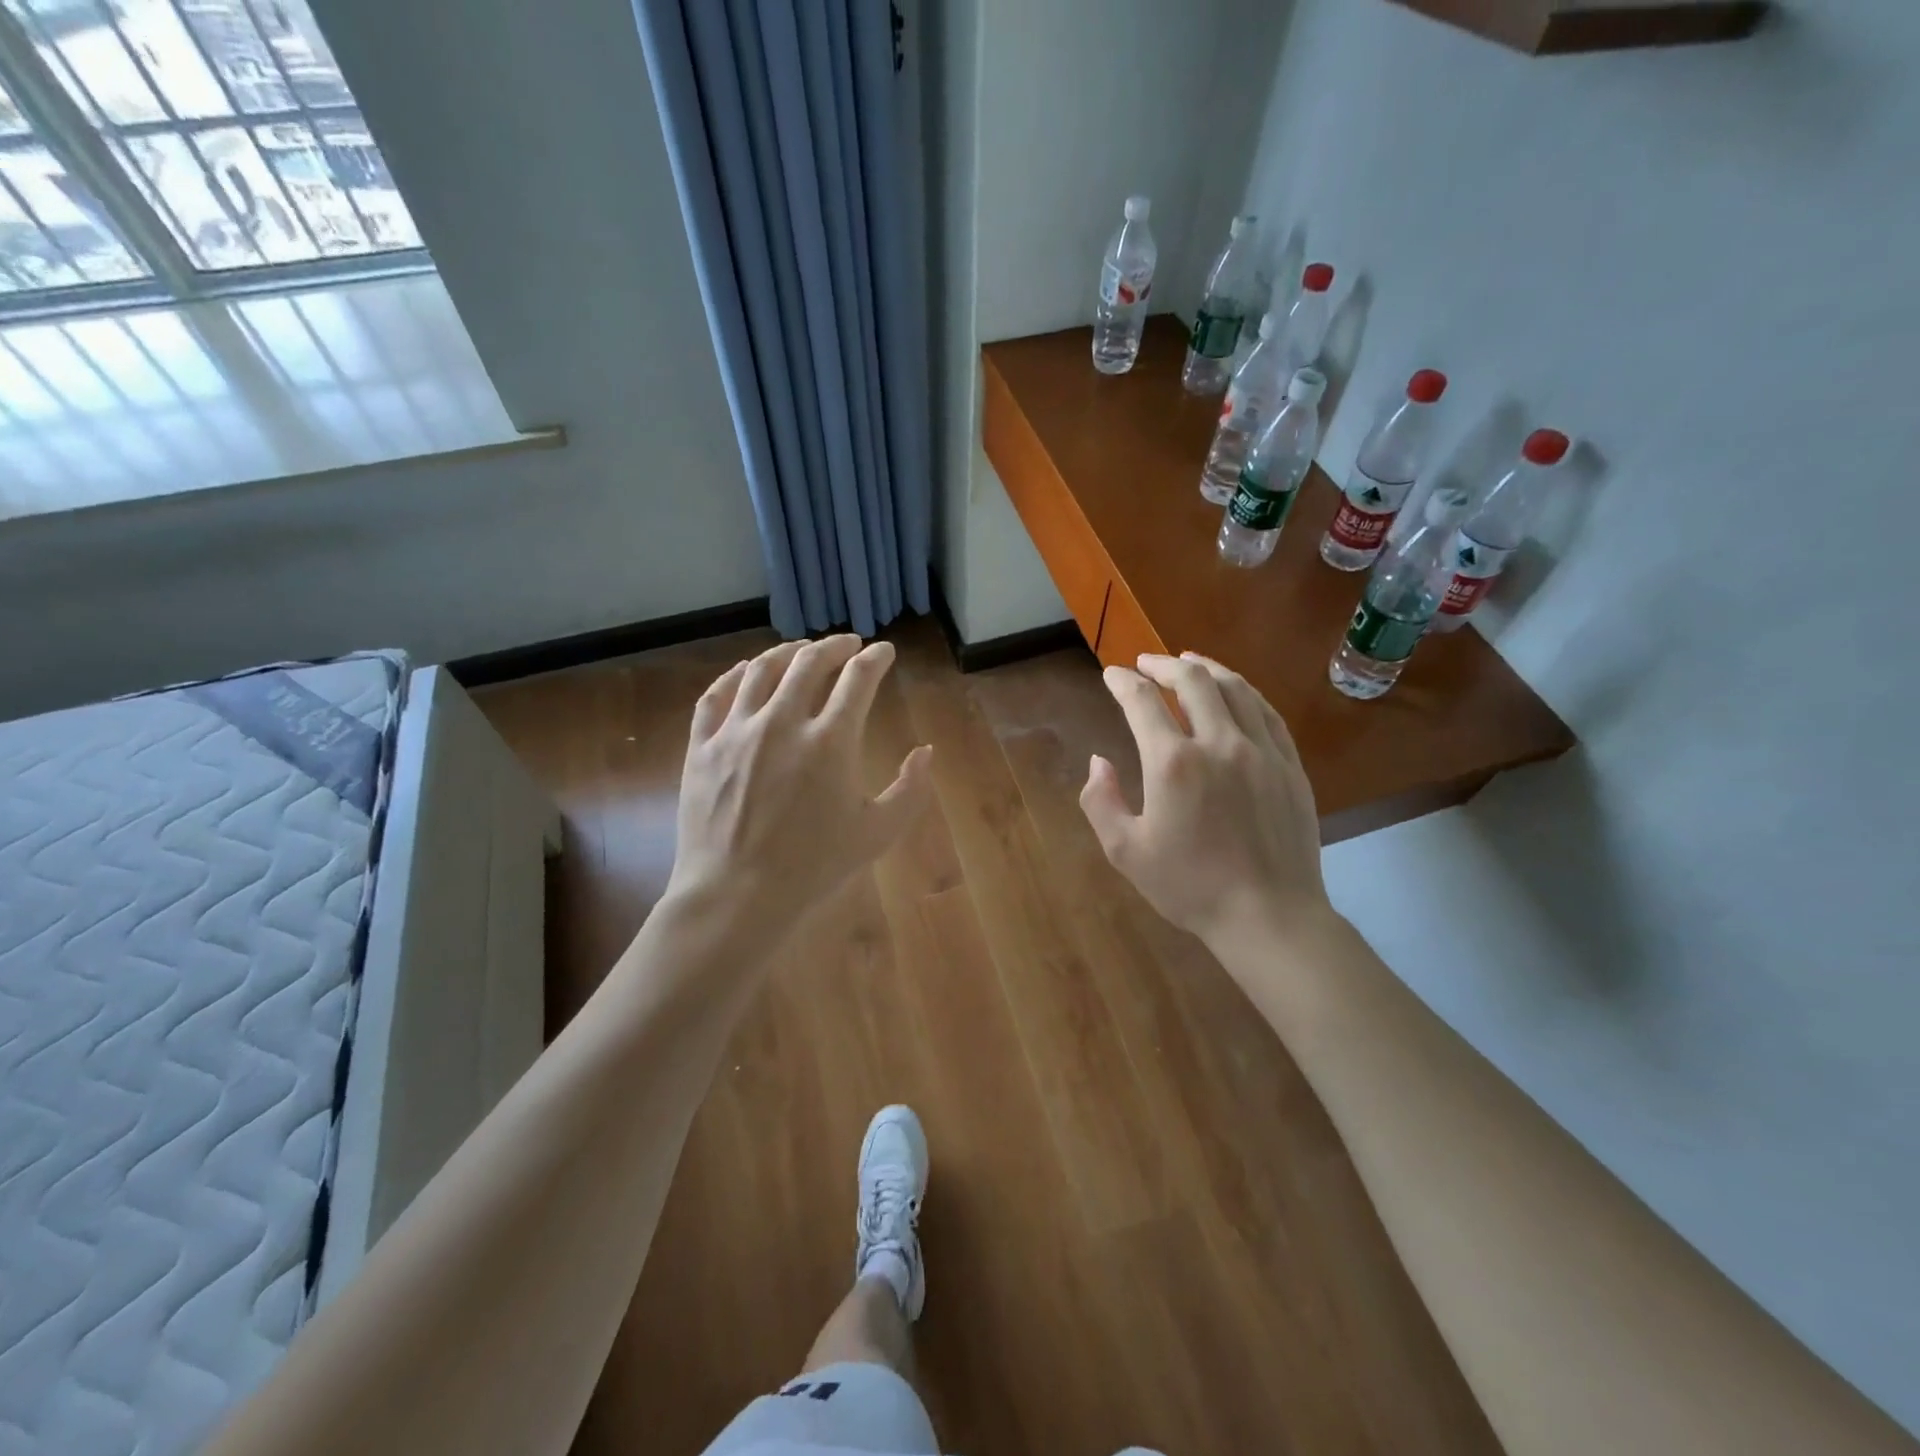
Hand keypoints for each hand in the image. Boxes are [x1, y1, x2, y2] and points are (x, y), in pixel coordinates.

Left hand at [668, 635, 932, 939]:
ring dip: (787, 652)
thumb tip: (926, 752)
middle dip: (835, 646)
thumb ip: (910, 789)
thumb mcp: (878, 833)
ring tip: (801, 650)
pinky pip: (716, 695)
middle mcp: (782, 722)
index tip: (884, 651)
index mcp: (831, 741)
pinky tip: (746, 672)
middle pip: (810, 662)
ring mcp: (736, 731)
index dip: (875, 658)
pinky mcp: (702, 746)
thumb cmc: (814, 867)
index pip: (858, 678)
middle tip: (847, 644)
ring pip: (761, 669)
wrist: (736, 895)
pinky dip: (735, 675)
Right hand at [1080, 652, 1333, 950]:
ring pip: (1235, 688)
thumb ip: (1100, 801)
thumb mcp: (1125, 851)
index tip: (1111, 675)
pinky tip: (1235, 692)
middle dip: (1163, 664)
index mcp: (1173, 763)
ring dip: (1206, 668)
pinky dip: (1244, 692)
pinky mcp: (1290, 765)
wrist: (1268, 915)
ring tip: (1189, 661)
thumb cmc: (1190, 887)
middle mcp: (1219, 743)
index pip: (1143, 702)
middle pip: (1192, 681)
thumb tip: (1099, 761)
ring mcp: (1261, 750)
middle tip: (1146, 663)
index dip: (1123, 682)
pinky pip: (1266, 712)